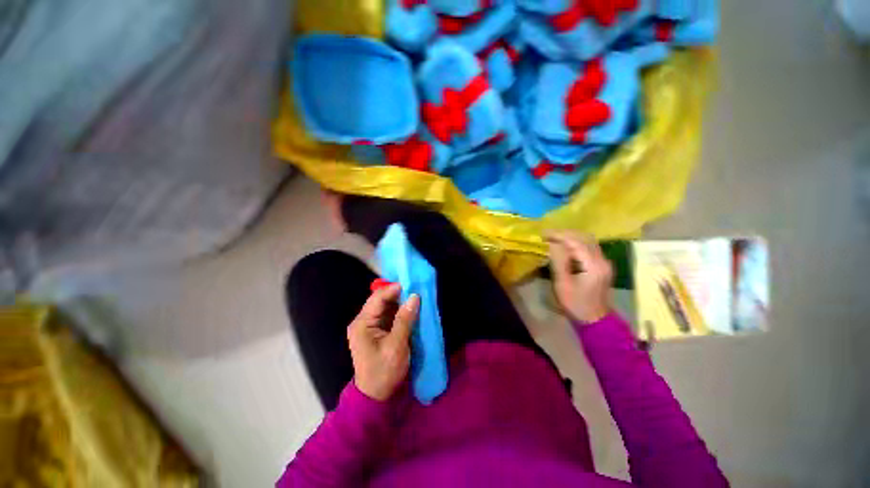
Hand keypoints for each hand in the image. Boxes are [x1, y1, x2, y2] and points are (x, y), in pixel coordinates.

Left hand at [348, 283, 419, 401]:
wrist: (376, 397)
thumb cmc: (384, 372)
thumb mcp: (396, 346)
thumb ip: (405, 319)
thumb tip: (414, 296)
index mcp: (362, 323)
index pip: (378, 298)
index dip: (395, 289)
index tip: (413, 284)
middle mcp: (363, 321)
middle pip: (381, 300)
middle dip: (399, 294)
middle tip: (417, 290)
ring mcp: (370, 326)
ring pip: (386, 307)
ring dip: (401, 302)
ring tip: (417, 297)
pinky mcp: (377, 331)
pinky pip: (389, 315)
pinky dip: (400, 311)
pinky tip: (411, 309)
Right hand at [547, 231, 613, 323]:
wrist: (595, 319)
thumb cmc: (576, 304)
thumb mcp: (563, 284)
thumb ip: (558, 261)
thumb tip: (551, 244)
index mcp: (593, 266)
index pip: (576, 242)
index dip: (559, 235)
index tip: (544, 234)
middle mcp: (602, 260)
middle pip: (585, 238)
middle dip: (565, 234)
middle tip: (548, 235)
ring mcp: (604, 262)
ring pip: (588, 241)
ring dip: (571, 237)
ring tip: (554, 238)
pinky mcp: (602, 265)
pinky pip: (590, 247)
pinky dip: (576, 243)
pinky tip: (565, 246)